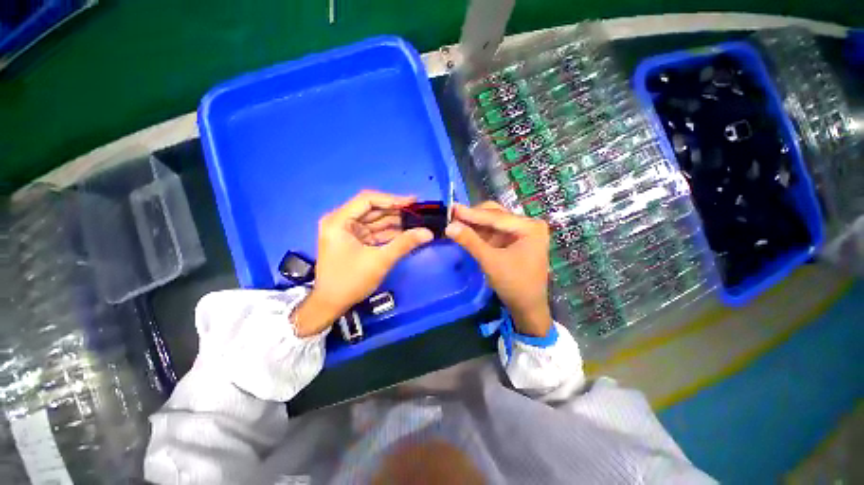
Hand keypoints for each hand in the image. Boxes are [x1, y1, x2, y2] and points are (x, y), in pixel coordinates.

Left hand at [293, 191, 433, 336]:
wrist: (332, 304)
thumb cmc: (350, 281)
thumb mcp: (380, 261)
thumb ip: (404, 243)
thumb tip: (428, 233)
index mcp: (339, 221)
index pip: (368, 200)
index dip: (392, 199)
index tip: (414, 201)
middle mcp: (341, 221)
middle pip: (373, 209)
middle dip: (397, 211)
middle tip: (419, 212)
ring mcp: (348, 230)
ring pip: (376, 220)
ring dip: (396, 222)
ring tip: (417, 222)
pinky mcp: (355, 240)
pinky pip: (375, 231)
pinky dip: (390, 233)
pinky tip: (407, 233)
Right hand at [445, 202, 551, 336]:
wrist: (527, 307)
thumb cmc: (514, 284)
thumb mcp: (490, 261)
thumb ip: (470, 241)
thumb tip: (449, 226)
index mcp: (530, 227)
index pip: (496, 217)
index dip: (472, 214)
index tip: (452, 209)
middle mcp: (528, 225)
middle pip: (496, 215)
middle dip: (474, 217)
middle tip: (452, 215)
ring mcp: (522, 232)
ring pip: (493, 222)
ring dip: (475, 224)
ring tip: (455, 222)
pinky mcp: (514, 240)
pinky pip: (494, 232)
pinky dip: (480, 233)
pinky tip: (466, 231)